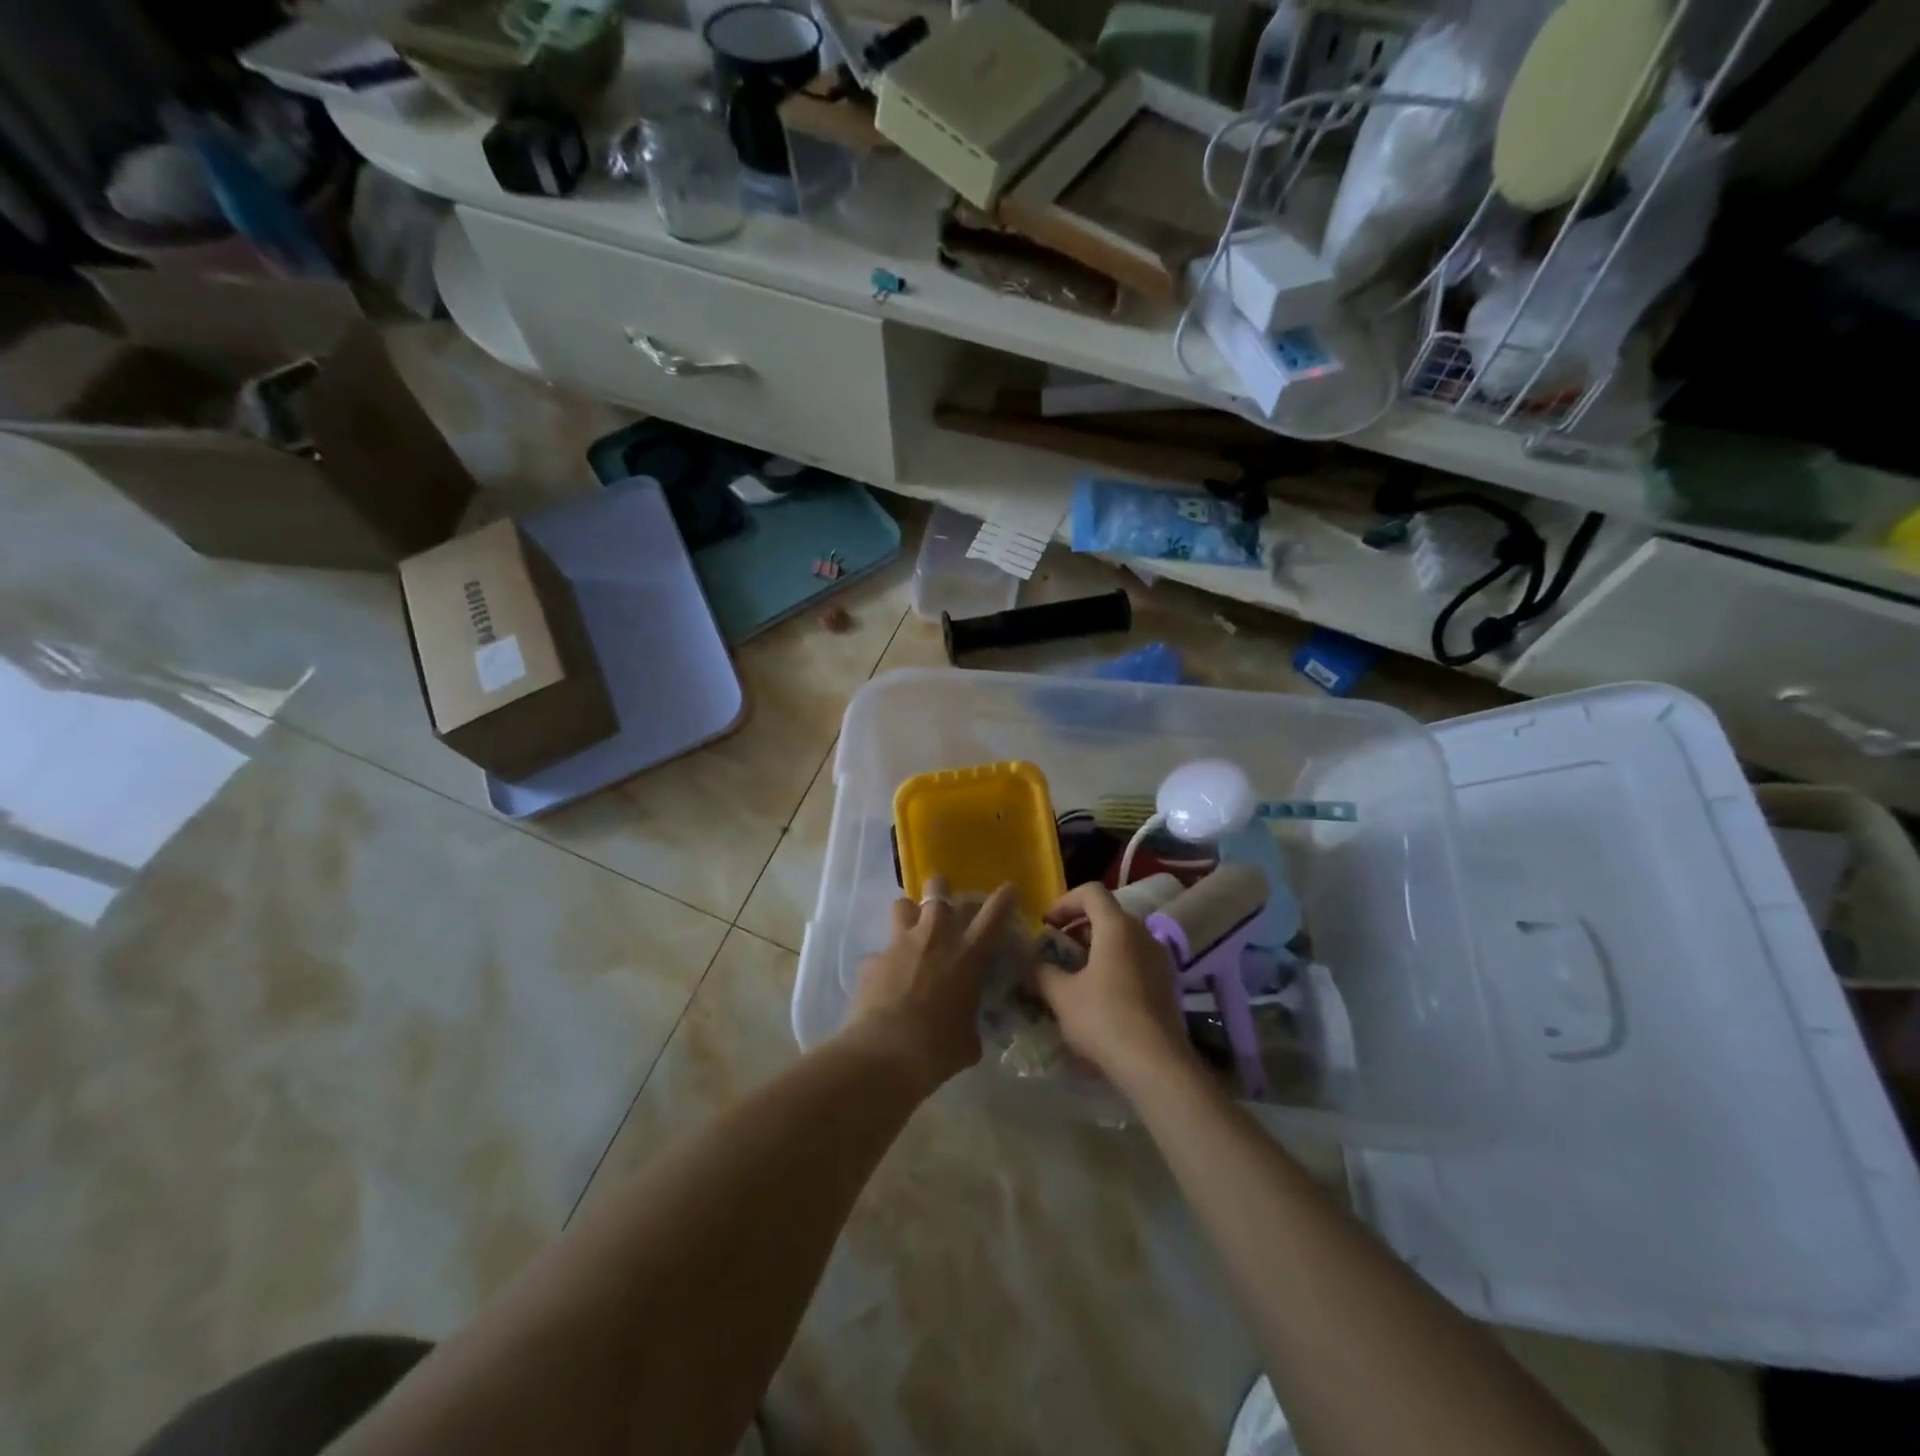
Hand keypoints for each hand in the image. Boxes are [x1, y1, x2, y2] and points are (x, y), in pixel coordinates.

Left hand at [845, 880, 1018, 1090]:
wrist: (886, 1052)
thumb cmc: (939, 1048)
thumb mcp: (969, 1039)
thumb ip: (969, 1021)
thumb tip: (965, 1026)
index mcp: (967, 955)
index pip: (993, 915)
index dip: (1004, 898)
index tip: (1009, 889)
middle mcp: (934, 938)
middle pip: (938, 890)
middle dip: (941, 890)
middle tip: (945, 906)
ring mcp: (899, 944)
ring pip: (902, 905)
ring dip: (909, 915)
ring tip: (910, 932)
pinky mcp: (871, 960)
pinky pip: (879, 953)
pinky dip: (883, 964)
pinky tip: (884, 983)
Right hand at [1037, 883, 1192, 1085]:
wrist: (1156, 1064)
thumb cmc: (1104, 1019)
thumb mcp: (1061, 995)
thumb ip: (1042, 971)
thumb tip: (1033, 963)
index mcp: (1117, 927)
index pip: (1091, 892)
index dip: (1064, 902)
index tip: (1047, 926)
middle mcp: (1142, 934)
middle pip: (1106, 915)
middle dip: (1076, 929)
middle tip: (1055, 952)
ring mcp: (1159, 958)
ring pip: (1121, 939)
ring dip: (1094, 949)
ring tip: (1072, 977)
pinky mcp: (1166, 983)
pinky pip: (1134, 960)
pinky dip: (1112, 965)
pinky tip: (1097, 997)